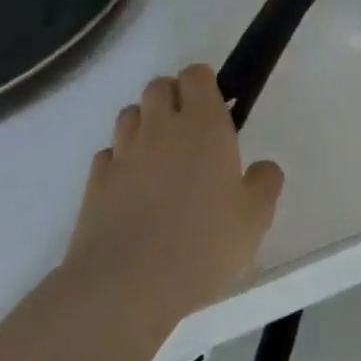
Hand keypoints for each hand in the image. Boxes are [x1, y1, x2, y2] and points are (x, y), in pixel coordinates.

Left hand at [62, 64, 283, 319]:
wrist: (126, 285)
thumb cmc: (203, 243)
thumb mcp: (255, 216)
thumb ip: (265, 182)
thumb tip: (262, 168)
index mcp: (204, 125)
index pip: (196, 74)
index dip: (206, 84)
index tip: (218, 109)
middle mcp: (161, 128)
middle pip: (158, 86)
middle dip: (173, 97)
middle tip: (191, 132)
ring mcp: (123, 154)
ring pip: (129, 114)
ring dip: (145, 123)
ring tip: (161, 156)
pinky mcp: (95, 183)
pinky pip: (108, 154)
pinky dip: (120, 159)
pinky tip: (133, 186)